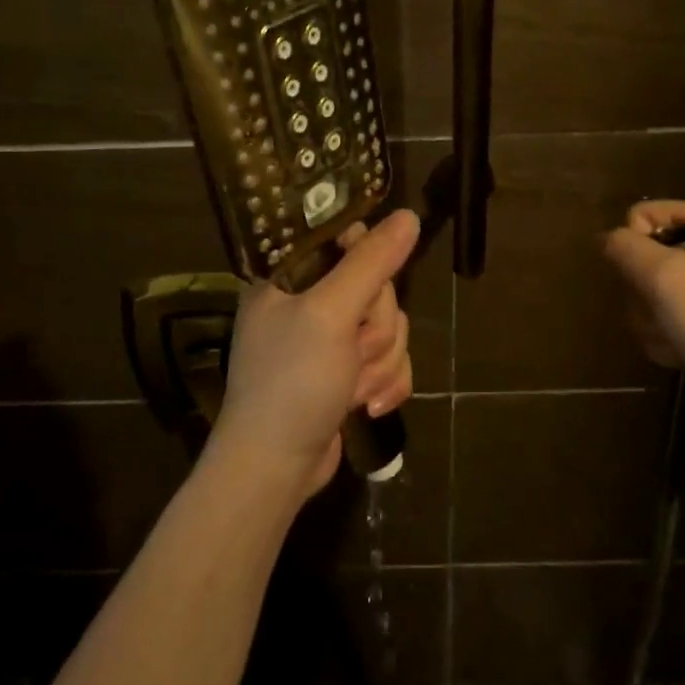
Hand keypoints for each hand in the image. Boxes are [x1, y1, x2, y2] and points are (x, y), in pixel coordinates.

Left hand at [211, 209, 419, 497]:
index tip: (366, 287)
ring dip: (381, 362)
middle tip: (352, 352)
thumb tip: (409, 216)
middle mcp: (307, 302)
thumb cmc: (292, 382)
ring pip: (390, 326)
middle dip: (377, 329)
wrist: (275, 468)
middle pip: (378, 287)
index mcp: (288, 276)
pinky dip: (386, 383)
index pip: (343, 237)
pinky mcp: (345, 372)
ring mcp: (328, 340)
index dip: (367, 258)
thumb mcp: (330, 314)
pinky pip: (389, 360)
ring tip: (354, 390)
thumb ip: (370, 263)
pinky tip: (367, 407)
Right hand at [602, 201, 684, 431]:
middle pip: (644, 257)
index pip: (641, 215)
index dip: (632, 245)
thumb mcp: (665, 275)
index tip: (649, 277)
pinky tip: (683, 354)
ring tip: (675, 339)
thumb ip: (625, 248)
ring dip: (651, 320)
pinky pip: (670, 319)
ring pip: (652, 293)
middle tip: (661, 312)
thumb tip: (605, 238)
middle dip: (642, 291)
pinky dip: (668, 337)